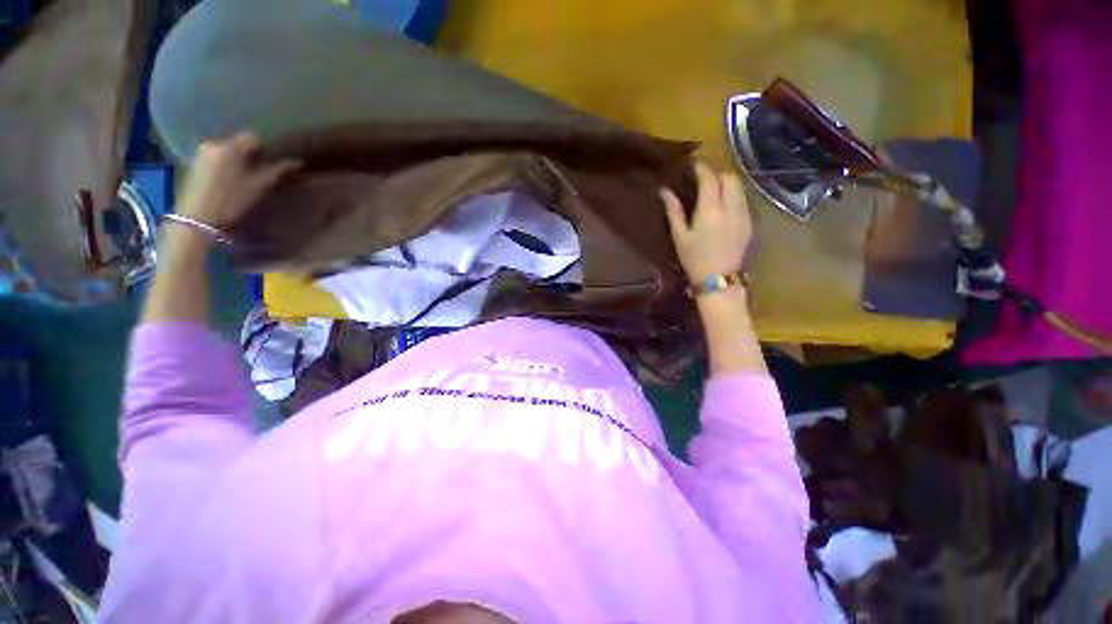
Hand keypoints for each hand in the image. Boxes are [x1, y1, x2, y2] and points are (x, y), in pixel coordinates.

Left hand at [176, 132, 299, 228]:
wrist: (198, 218)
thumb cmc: (232, 200)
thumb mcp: (259, 185)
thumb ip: (278, 170)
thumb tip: (297, 161)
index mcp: (231, 146)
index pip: (253, 137)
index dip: (267, 147)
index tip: (275, 160)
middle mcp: (214, 143)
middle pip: (239, 142)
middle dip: (252, 153)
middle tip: (263, 168)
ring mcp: (202, 152)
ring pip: (228, 149)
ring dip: (240, 158)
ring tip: (248, 174)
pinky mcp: (195, 162)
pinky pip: (218, 156)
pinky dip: (228, 163)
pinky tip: (232, 177)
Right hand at [661, 161, 752, 283]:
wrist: (719, 280)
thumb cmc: (694, 260)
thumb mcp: (680, 237)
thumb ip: (674, 211)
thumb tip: (664, 191)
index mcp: (710, 210)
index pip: (709, 178)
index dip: (701, 167)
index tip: (693, 164)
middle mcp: (730, 207)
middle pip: (729, 177)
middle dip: (717, 173)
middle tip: (703, 178)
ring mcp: (744, 214)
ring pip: (740, 187)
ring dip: (727, 183)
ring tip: (714, 190)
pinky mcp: (750, 223)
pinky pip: (744, 200)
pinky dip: (734, 195)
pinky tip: (725, 206)